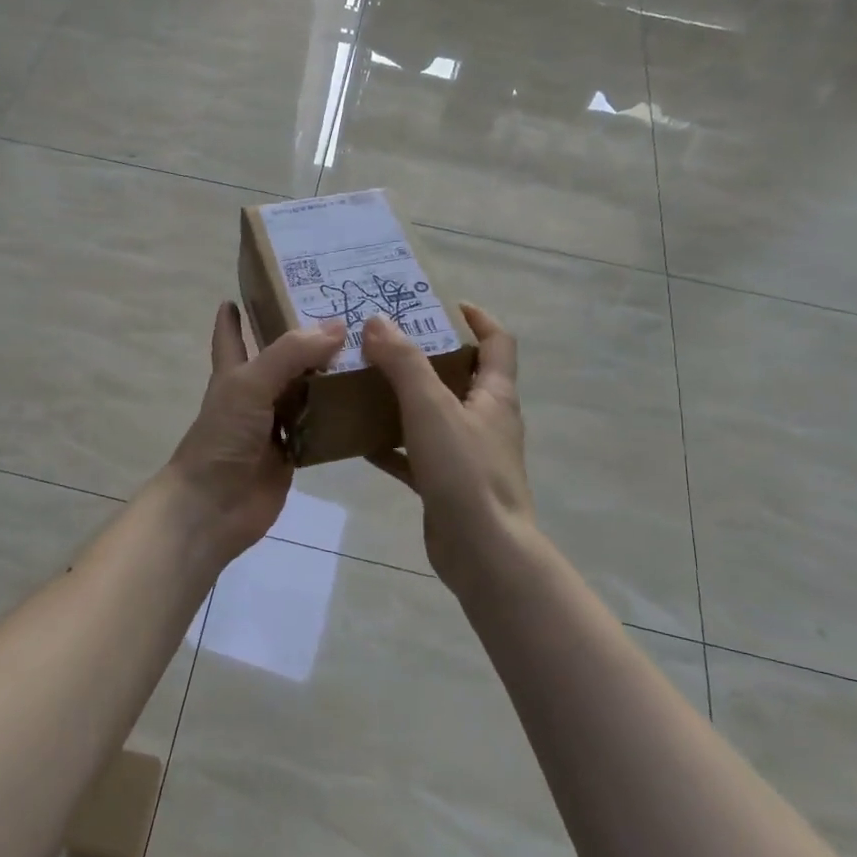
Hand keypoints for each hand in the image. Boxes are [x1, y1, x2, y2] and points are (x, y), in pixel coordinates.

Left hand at [159, 302, 345, 568]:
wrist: (213, 507)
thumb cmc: (222, 438)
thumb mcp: (250, 385)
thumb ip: (290, 353)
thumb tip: (337, 326)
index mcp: (234, 373)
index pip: (231, 336)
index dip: (234, 316)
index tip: (247, 292)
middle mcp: (254, 395)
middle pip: (281, 362)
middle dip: (304, 341)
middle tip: (344, 316)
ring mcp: (274, 427)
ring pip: (304, 394)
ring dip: (328, 378)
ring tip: (366, 352)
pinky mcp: (293, 455)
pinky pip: (319, 430)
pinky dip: (338, 418)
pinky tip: (366, 403)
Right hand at [361, 304, 534, 589]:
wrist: (483, 553)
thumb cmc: (465, 471)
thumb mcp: (431, 407)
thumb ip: (404, 362)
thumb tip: (377, 321)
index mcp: (495, 395)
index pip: (497, 343)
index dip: (477, 318)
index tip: (441, 304)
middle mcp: (485, 420)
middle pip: (460, 376)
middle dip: (425, 356)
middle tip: (384, 342)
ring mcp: (467, 455)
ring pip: (434, 416)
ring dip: (404, 399)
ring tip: (364, 383)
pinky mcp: (447, 485)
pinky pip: (415, 455)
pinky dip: (391, 445)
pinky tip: (359, 441)